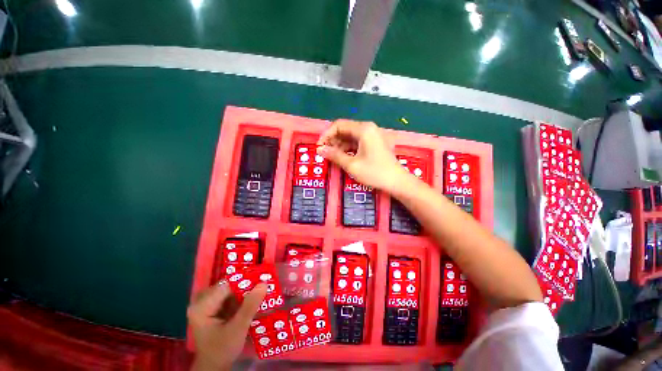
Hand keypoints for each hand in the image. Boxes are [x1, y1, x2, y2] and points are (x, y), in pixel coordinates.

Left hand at [188, 281, 267, 370]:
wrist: (214, 368)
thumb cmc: (222, 350)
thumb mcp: (238, 329)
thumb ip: (250, 306)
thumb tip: (264, 283)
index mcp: (202, 307)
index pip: (226, 285)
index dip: (245, 280)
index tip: (262, 279)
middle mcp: (202, 302)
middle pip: (228, 286)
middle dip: (246, 285)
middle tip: (263, 284)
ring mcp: (207, 305)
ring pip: (230, 290)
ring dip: (245, 291)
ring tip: (261, 290)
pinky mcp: (213, 309)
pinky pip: (230, 297)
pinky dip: (242, 297)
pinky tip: (252, 299)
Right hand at [316, 120, 407, 193]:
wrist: (397, 182)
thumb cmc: (374, 172)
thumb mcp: (352, 165)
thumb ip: (334, 155)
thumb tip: (320, 149)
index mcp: (363, 129)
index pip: (339, 125)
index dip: (326, 135)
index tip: (319, 147)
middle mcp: (368, 128)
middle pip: (345, 129)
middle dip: (333, 140)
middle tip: (325, 153)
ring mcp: (373, 135)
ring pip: (351, 136)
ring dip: (340, 145)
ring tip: (332, 157)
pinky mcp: (375, 143)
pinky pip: (357, 141)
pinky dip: (348, 148)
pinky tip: (343, 157)